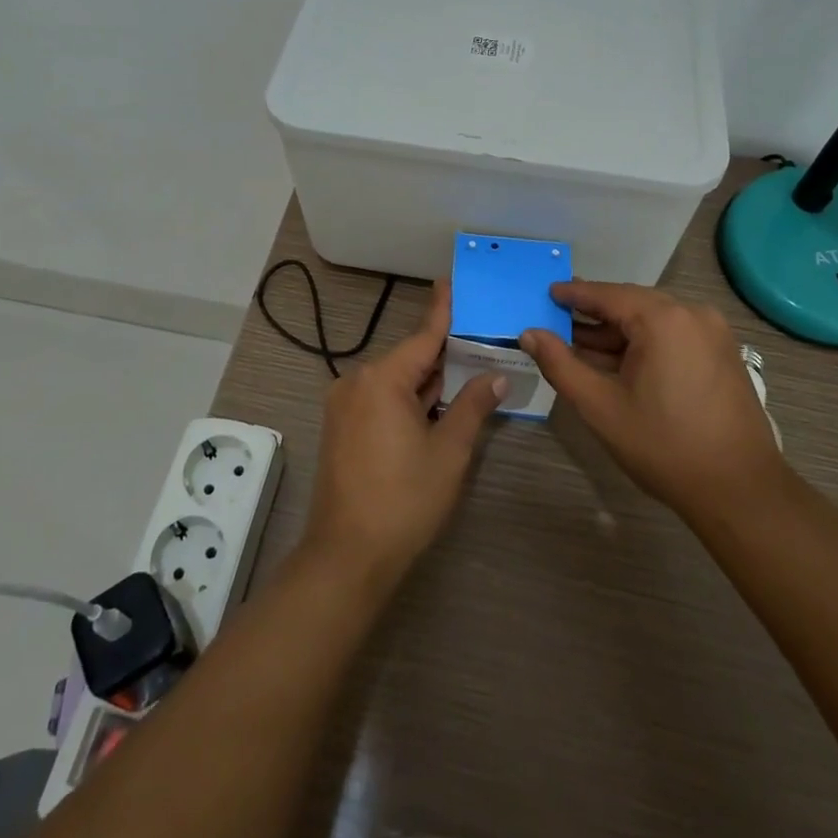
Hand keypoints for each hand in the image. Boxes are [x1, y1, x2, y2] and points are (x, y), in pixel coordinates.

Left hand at [300, 280, 506, 589]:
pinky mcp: (341, 427)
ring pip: (395, 382)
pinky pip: (381, 400)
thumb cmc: (404, 499)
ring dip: (427, 382)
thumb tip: (496, 375)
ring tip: (466, 371)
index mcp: (382, 379)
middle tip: (480, 341)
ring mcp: (345, 405)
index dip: (442, 310)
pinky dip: (409, 400)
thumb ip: (473, 405)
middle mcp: (357, 382)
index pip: (423, 336)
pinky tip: (436, 405)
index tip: (452, 282)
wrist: (347, 556)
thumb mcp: (449, 451)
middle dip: (443, 354)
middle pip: (409, 358)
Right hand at [521, 282, 782, 519]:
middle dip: (593, 315)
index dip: (573, 295)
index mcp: (663, 319)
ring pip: (652, 320)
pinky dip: (643, 343)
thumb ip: (560, 364)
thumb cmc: (664, 446)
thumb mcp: (600, 406)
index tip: (546, 294)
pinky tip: (619, 363)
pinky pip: (673, 334)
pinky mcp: (722, 353)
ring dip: (617, 332)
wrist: (739, 491)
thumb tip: (529, 335)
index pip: (607, 294)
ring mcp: (713, 333)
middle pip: (631, 303)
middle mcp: (692, 313)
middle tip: (557, 322)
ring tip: (581, 347)